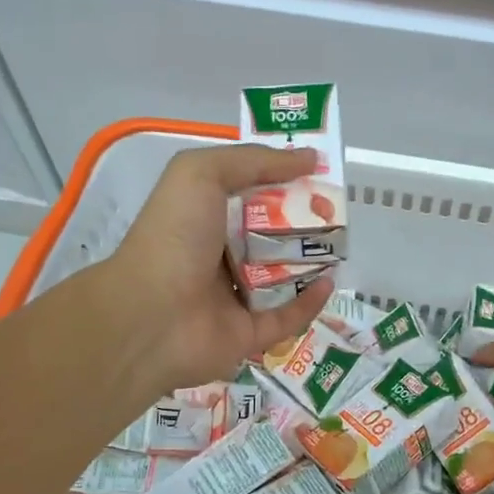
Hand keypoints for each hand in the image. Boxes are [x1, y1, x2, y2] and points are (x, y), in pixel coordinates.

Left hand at [104, 144, 333, 395]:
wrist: (151, 315)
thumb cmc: (173, 236)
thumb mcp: (201, 174)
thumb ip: (253, 160)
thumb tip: (308, 157)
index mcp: (202, 217)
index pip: (247, 194)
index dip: (280, 180)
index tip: (316, 169)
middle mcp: (217, 256)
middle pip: (269, 236)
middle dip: (302, 222)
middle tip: (336, 208)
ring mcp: (232, 298)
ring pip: (281, 278)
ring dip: (310, 262)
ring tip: (342, 243)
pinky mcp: (248, 335)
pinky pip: (286, 318)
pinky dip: (309, 302)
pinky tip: (330, 282)